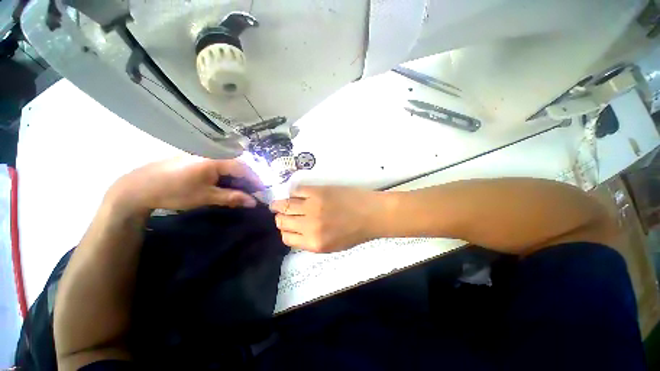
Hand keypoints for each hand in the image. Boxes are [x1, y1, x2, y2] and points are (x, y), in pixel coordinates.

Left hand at [107, 156, 262, 214]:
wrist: (139, 187)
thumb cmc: (175, 191)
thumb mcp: (206, 197)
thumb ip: (232, 197)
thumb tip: (254, 202)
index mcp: (215, 159)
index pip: (243, 168)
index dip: (255, 180)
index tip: (262, 191)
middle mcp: (211, 153)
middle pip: (237, 164)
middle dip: (247, 178)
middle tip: (252, 191)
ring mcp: (203, 154)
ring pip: (228, 164)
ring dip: (236, 177)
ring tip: (240, 189)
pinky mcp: (196, 157)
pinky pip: (218, 164)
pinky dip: (225, 174)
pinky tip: (224, 183)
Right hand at [270, 186, 385, 252]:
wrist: (372, 213)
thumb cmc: (355, 232)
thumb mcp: (332, 246)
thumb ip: (311, 241)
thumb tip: (296, 232)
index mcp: (314, 243)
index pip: (287, 238)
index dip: (286, 231)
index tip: (288, 226)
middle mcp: (309, 226)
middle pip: (282, 221)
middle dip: (281, 218)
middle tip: (283, 214)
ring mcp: (312, 207)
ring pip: (285, 205)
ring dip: (280, 205)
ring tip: (279, 203)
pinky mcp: (317, 192)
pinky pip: (296, 191)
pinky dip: (294, 193)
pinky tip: (296, 194)